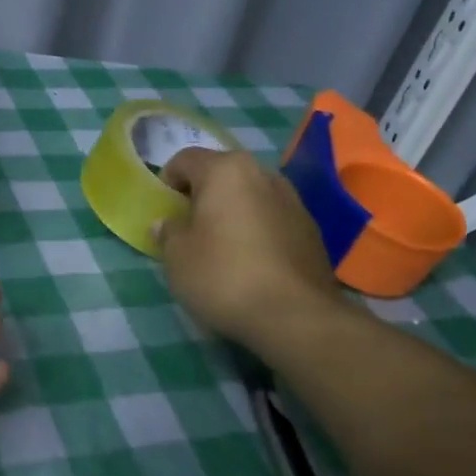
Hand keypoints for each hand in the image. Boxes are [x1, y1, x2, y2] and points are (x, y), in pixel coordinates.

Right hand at [155, 147, 342, 349]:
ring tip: (221, 246)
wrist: (296, 316)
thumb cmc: (223, 276)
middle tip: (189, 228)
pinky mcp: (311, 229)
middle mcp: (263, 174)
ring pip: (249, 196)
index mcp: (225, 170)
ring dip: (232, 212)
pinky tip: (250, 262)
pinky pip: (271, 218)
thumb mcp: (176, 257)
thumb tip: (169, 223)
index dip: (167, 181)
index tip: (164, 211)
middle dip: (202, 195)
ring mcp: (293, 200)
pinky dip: (256, 230)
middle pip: (222, 174)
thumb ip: (168, 232)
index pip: (185, 159)